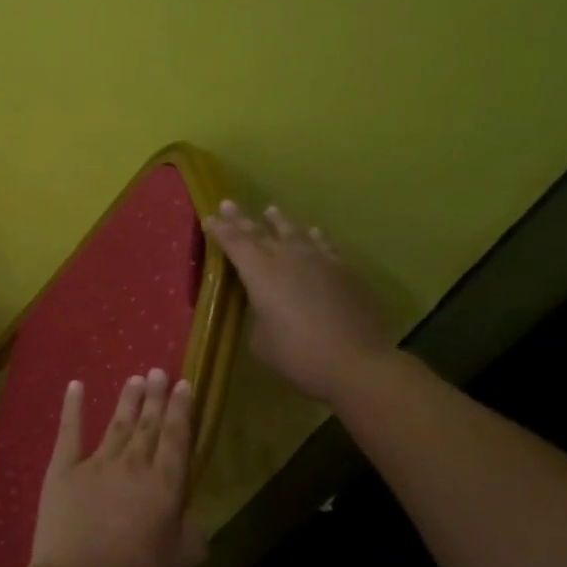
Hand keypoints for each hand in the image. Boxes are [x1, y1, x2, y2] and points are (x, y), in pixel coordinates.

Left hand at [29, 371, 200, 566]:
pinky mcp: (63, 470)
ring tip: (135, 378)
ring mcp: (96, 464)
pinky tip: (76, 386)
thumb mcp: (178, 562)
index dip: (181, 410)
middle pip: (148, 425)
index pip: (177, 438)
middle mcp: (133, 465)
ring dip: (127, 400)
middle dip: (155, 397)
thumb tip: (193, 520)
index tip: (183, 384)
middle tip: (159, 371)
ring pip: (117, 424)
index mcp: (165, 485)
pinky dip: (73, 407)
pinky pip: (69, 432)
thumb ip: (191, 536)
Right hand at [204, 200, 394, 404]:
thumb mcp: (262, 341)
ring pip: (295, 233)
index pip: (235, 244)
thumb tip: (266, 308)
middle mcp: (288, 258)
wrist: (357, 362)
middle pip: (260, 233)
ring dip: (280, 222)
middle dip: (242, 219)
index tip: (210, 217)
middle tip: (229, 203)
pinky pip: (324, 245)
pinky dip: (315, 237)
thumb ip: (259, 316)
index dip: (221, 230)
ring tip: (271, 210)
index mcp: (261, 274)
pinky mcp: (344, 270)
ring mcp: (320, 261)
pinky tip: (313, 232)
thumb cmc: (298, 356)